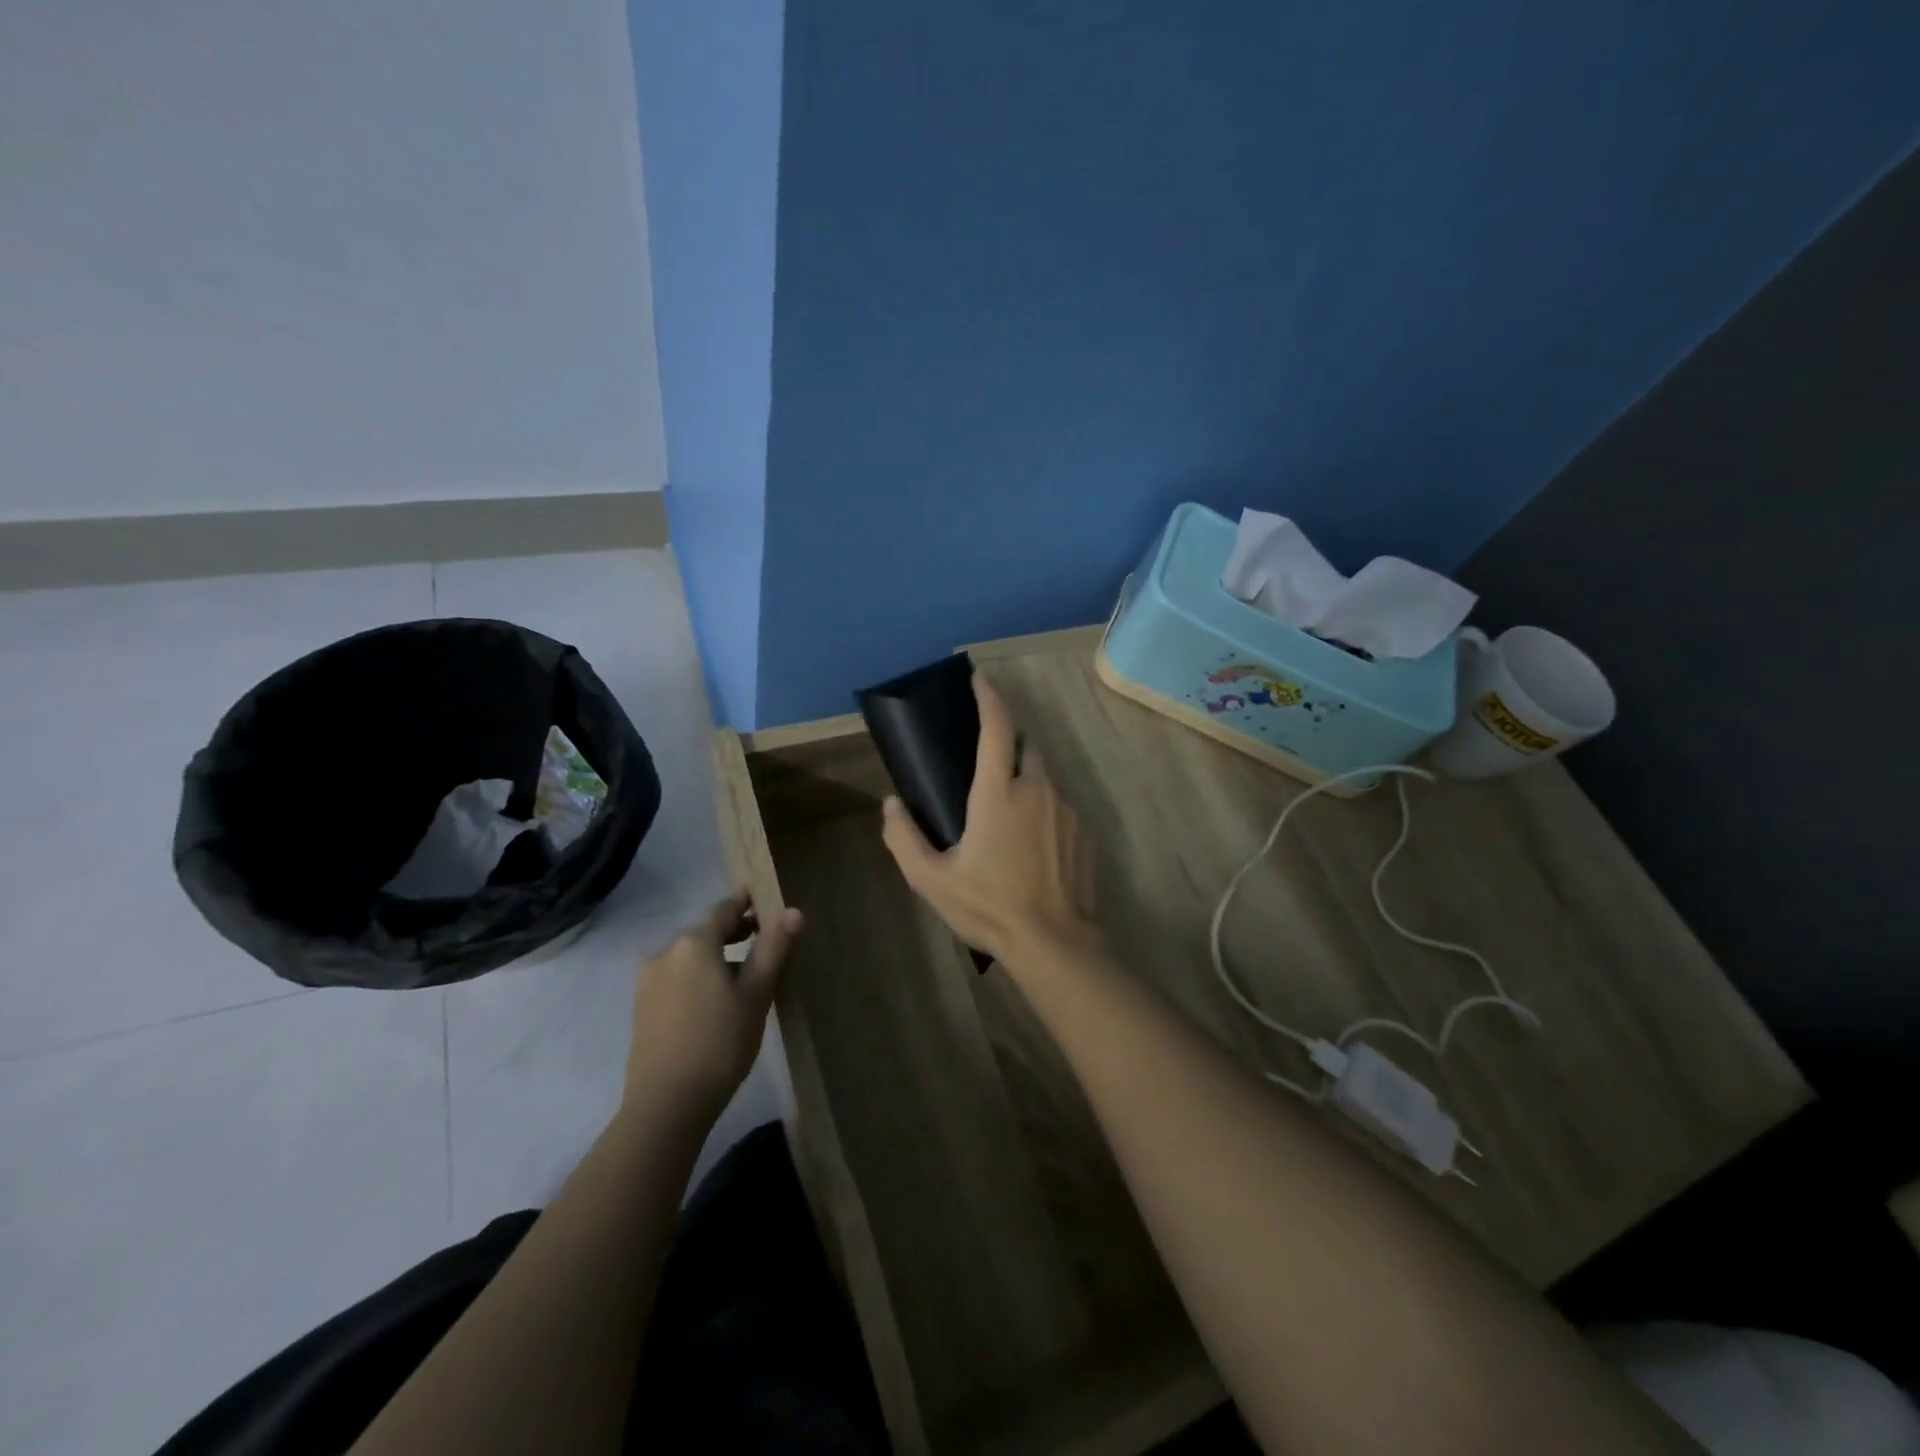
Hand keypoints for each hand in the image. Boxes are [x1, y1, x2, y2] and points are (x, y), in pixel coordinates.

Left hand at [624, 891, 801, 1119]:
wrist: (666, 1106)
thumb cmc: (720, 1044)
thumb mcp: (756, 995)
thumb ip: (774, 950)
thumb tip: (793, 912)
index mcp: (693, 943)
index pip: (724, 909)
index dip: (747, 903)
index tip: (765, 902)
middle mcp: (665, 952)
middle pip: (704, 932)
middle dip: (733, 932)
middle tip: (763, 940)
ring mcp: (648, 981)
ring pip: (689, 956)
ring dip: (716, 957)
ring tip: (744, 975)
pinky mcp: (641, 1007)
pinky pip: (676, 977)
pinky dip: (698, 976)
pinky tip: (715, 1001)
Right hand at [880, 674, 1100, 966]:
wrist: (1055, 942)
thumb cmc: (989, 907)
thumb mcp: (931, 879)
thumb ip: (904, 838)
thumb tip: (891, 804)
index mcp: (999, 791)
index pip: (997, 727)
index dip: (989, 697)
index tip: (980, 679)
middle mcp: (1037, 788)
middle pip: (1027, 743)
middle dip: (1009, 735)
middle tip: (988, 750)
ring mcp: (1066, 808)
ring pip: (1046, 773)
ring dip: (1026, 774)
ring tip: (1006, 804)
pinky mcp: (1084, 831)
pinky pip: (1060, 802)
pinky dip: (1043, 804)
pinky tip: (1031, 839)